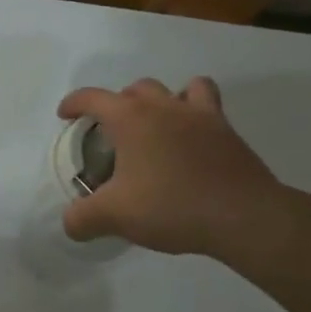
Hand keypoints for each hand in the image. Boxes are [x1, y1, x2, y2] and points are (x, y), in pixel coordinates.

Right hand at [57, 77, 285, 256]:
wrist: (244, 217)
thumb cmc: (171, 206)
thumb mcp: (114, 216)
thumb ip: (82, 218)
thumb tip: (70, 224)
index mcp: (130, 119)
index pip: (92, 98)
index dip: (73, 104)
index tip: (65, 117)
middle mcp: (164, 107)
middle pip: (134, 89)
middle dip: (118, 105)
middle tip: (112, 134)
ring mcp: (200, 115)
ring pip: (176, 88)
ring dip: (161, 101)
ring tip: (156, 126)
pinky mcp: (227, 131)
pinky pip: (208, 104)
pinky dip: (195, 111)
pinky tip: (190, 136)